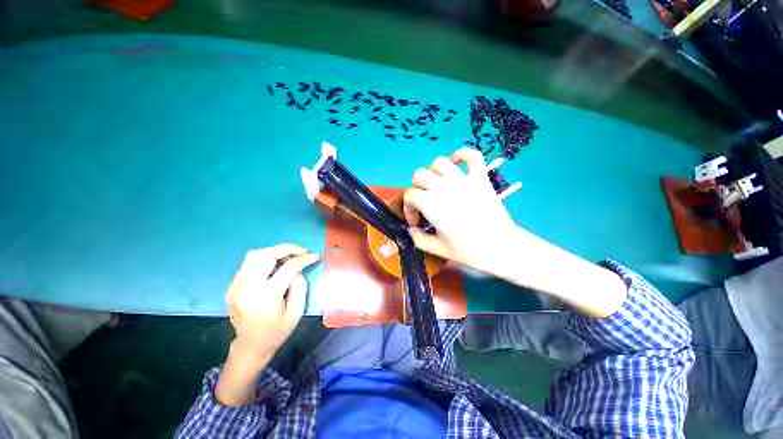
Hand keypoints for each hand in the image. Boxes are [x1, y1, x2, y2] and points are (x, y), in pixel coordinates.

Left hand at [216, 244, 319, 405]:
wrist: (250, 347)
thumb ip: (300, 287)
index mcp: (265, 297)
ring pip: (254, 256)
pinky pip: (249, 264)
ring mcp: (236, 286)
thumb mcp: (296, 312)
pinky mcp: (232, 286)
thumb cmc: (277, 332)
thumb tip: (298, 269)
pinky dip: (265, 259)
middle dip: (287, 249)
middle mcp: (246, 288)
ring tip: (289, 256)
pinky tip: (275, 266)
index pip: (287, 268)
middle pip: (265, 255)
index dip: (304, 259)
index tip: (315, 256)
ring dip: (275, 251)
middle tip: (302, 251)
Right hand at [403, 148, 516, 274]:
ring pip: (440, 162)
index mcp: (430, 203)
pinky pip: (472, 156)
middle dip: (416, 188)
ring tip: (437, 184)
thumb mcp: (437, 249)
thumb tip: (412, 230)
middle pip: (419, 175)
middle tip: (423, 202)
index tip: (416, 223)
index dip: (408, 209)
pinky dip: (462, 154)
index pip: (409, 196)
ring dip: (433, 172)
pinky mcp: (480, 178)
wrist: (501, 247)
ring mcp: (463, 179)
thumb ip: (419, 239)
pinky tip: (457, 163)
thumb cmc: (468, 251)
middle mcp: (443, 186)